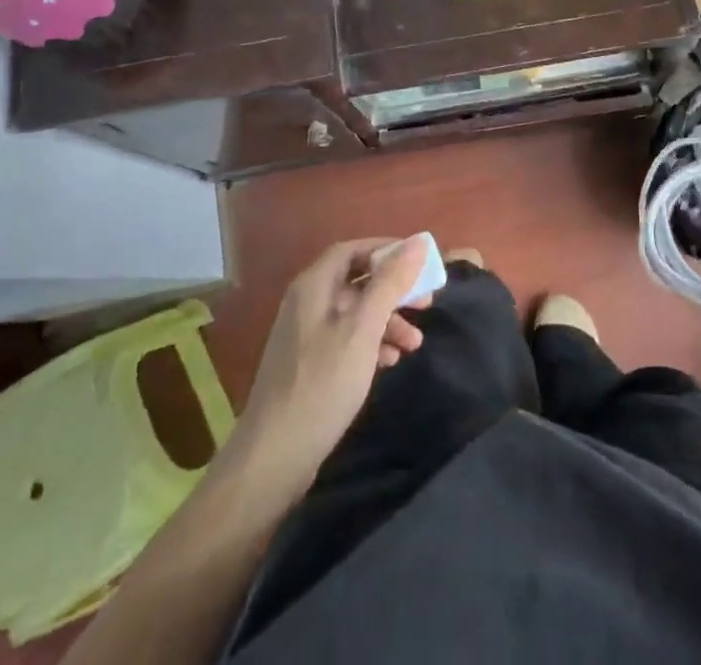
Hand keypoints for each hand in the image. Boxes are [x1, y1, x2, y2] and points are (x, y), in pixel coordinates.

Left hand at [233, 235, 431, 482]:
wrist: (274, 457)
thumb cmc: (322, 385)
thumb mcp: (363, 330)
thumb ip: (390, 284)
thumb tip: (418, 242)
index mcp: (314, 286)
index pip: (353, 250)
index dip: (386, 250)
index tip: (419, 262)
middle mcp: (307, 302)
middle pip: (356, 281)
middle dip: (393, 289)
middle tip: (426, 303)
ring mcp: (306, 335)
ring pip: (355, 312)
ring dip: (387, 321)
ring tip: (415, 343)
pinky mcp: (309, 365)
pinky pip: (347, 339)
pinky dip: (371, 343)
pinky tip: (390, 361)